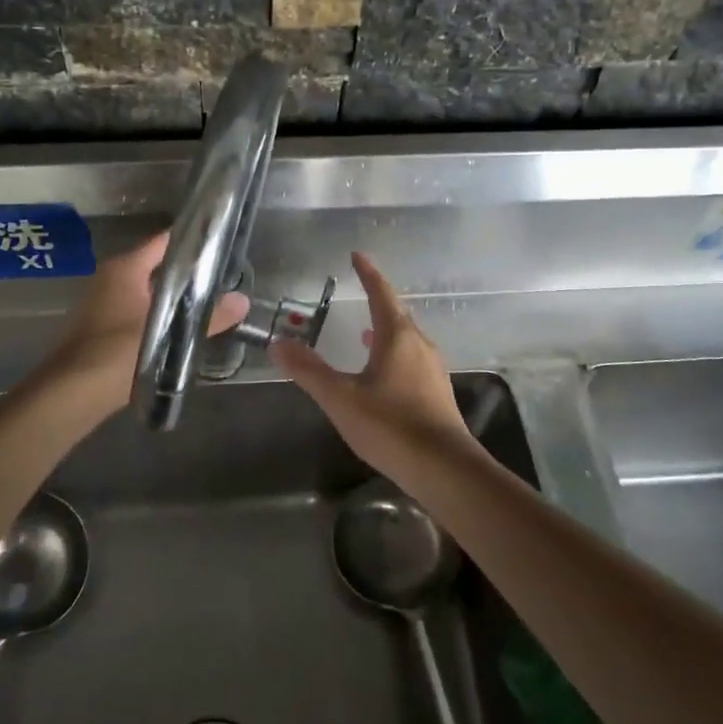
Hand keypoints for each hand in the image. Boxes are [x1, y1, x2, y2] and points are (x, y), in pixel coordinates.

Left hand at [49, 231, 249, 407]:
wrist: (70, 394)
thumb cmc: (117, 353)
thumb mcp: (169, 335)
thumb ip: (209, 319)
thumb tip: (244, 301)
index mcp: (125, 268)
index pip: (164, 241)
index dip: (191, 240)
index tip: (220, 241)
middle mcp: (112, 277)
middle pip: (156, 265)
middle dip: (187, 271)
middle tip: (222, 275)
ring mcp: (104, 302)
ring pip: (147, 289)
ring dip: (173, 295)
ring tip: (208, 301)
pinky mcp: (102, 325)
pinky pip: (137, 309)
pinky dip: (158, 313)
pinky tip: (179, 328)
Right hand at [272, 251, 473, 474]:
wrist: (444, 469)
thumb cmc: (390, 425)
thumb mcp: (341, 398)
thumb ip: (309, 371)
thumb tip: (278, 344)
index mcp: (397, 336)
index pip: (381, 293)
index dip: (368, 273)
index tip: (357, 255)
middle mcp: (420, 345)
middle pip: (397, 314)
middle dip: (378, 301)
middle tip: (360, 292)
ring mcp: (433, 370)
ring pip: (407, 339)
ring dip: (386, 330)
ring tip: (366, 333)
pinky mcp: (437, 393)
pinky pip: (413, 360)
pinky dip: (394, 354)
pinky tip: (383, 374)